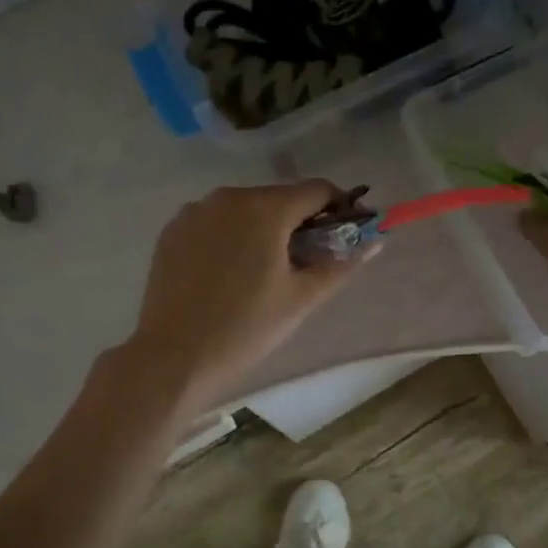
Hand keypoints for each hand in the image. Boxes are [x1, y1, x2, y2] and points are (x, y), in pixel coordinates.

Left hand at [124, 181, 373, 409]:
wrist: (174, 357)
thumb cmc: (246, 328)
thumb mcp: (302, 298)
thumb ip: (341, 264)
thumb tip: (375, 243)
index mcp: (265, 208)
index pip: (317, 190)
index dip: (339, 209)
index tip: (345, 235)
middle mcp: (228, 197)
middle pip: (280, 197)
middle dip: (300, 222)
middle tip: (307, 261)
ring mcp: (195, 211)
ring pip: (246, 209)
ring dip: (265, 228)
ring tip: (265, 271)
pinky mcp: (173, 230)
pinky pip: (215, 222)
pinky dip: (232, 236)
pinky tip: (230, 273)